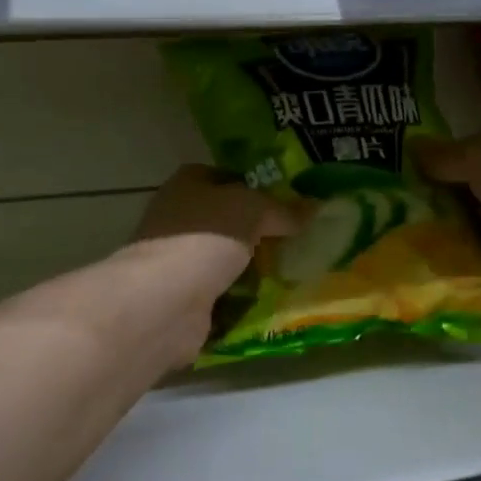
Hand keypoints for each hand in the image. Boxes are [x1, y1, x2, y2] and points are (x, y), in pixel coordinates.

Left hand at [126, 166, 301, 368]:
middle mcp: (177, 218)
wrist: (165, 299)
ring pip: (224, 259)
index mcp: (187, 184)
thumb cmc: (205, 236)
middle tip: (298, 240)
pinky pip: (222, 295)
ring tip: (293, 273)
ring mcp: (178, 261)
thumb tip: (315, 206)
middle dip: (257, 232)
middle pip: (226, 220)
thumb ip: (283, 209)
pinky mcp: (183, 299)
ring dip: (251, 268)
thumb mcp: (253, 209)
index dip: (255, 186)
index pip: (225, 177)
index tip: (288, 202)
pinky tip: (272, 303)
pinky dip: (242, 300)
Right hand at [416, 126, 480, 288]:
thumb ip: (442, 158)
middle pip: (473, 188)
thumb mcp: (474, 159)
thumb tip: (409, 145)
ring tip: (416, 241)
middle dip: (444, 201)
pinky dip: (476, 259)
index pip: (468, 150)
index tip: (407, 179)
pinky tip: (443, 264)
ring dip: (458, 232)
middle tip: (404, 214)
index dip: (440, 163)